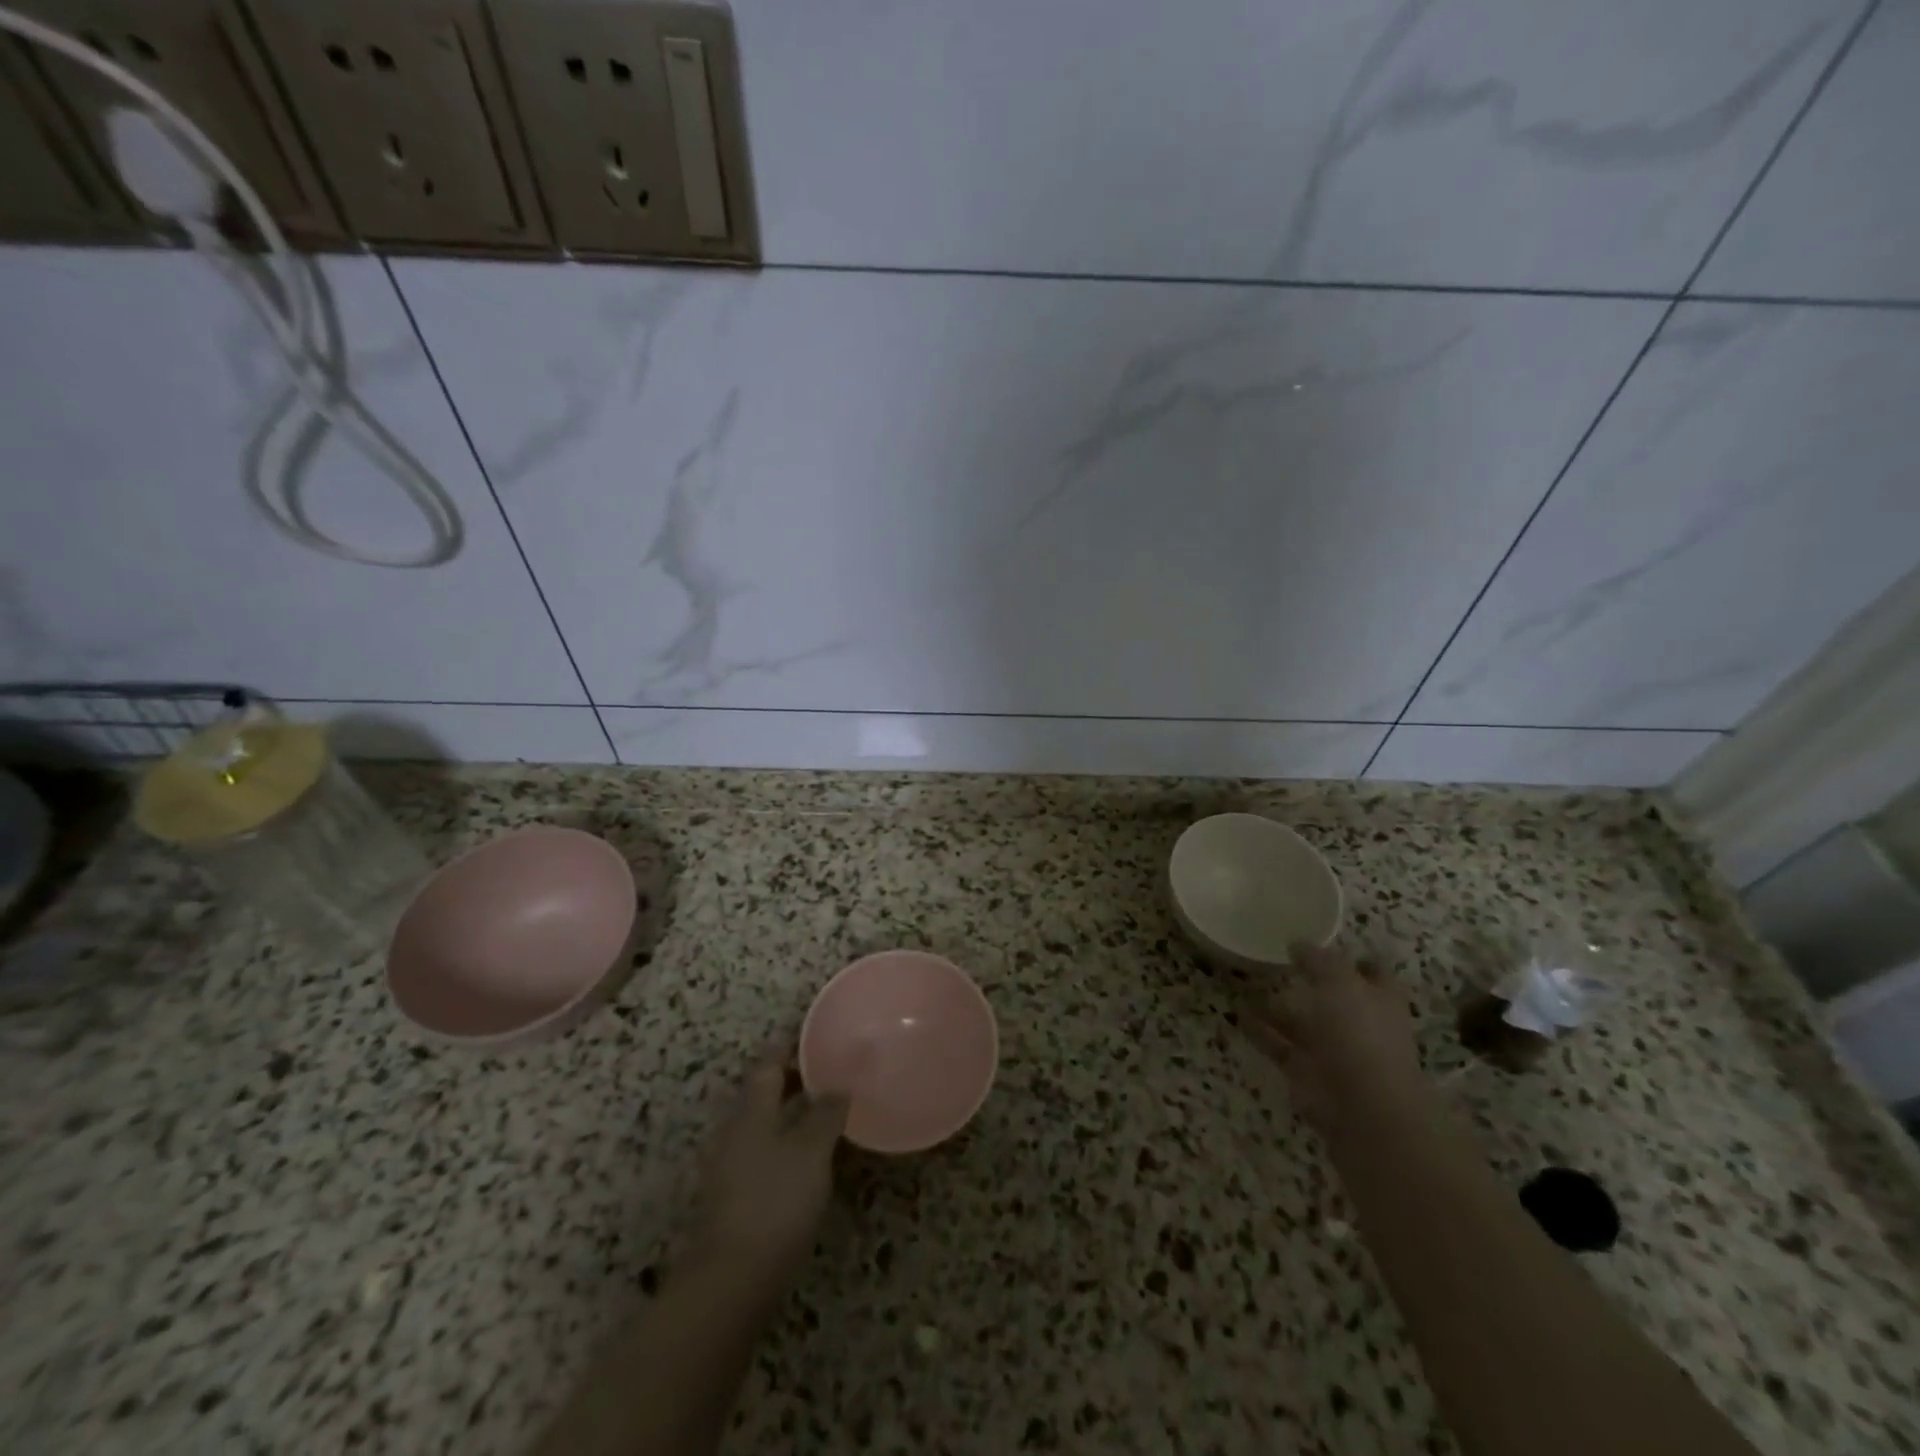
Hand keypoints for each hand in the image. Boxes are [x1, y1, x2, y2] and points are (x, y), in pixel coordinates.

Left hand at [691, 1048, 849, 1288]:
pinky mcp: (733, 1200)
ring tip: (826, 1112)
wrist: (730, 1283)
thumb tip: (836, 1086)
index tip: (814, 1033)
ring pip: (764, 1126)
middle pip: (763, 1094)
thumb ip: (826, 1114)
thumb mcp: (811, 1152)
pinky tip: (809, 1159)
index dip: (789, 1046)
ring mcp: (729, 1168)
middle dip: (794, 1080)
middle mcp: (734, 1133)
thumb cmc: (774, 1203)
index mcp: (750, 1112)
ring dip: (791, 1114)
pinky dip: (786, 1144)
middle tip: (830, 1071)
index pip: (768, 1065)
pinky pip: (763, 1154)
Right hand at [1241, 942, 1424, 1134]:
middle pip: (1331, 998)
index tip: (1325, 945)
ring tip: (1243, 984)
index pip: (1372, 974)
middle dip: (1306, 983)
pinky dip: (1260, 1032)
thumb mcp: (1340, 983)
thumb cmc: (1360, 1035)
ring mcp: (1333, 1052)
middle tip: (1272, 961)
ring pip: (1300, 1023)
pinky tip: (1237, 1015)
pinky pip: (1279, 1047)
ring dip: (1274, 1006)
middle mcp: (1359, 1025)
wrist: (1363, 1109)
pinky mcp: (1307, 1074)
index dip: (1353, 960)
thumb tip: (1297, 944)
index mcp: (1379, 1001)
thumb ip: (1318, 960)